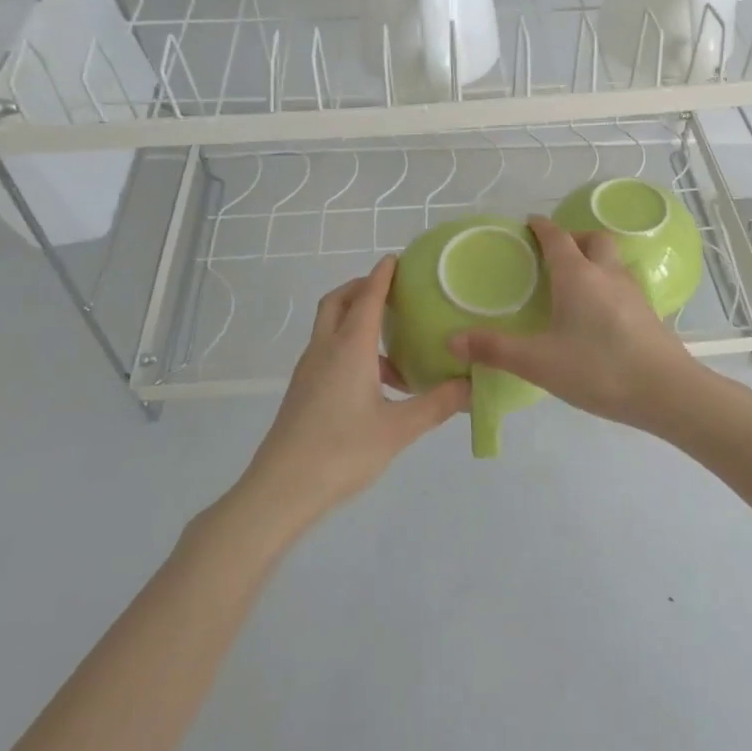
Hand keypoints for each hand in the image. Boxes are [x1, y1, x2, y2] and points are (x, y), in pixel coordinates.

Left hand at [237, 257, 467, 526]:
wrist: (280, 491)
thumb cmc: (341, 452)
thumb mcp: (398, 429)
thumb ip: (437, 404)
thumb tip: (472, 386)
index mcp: (349, 348)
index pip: (367, 297)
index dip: (382, 275)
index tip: (396, 259)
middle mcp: (325, 350)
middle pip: (337, 302)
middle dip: (361, 288)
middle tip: (390, 291)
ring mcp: (309, 371)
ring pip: (330, 328)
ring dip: (357, 322)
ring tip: (395, 346)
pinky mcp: (303, 392)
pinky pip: (329, 353)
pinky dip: (351, 349)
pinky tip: (377, 384)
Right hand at [450, 215, 702, 429]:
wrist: (666, 391)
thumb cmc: (598, 368)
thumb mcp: (538, 362)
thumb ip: (495, 350)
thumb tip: (452, 341)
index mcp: (577, 276)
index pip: (557, 237)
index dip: (541, 227)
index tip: (528, 224)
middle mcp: (606, 274)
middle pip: (593, 239)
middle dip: (573, 238)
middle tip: (554, 255)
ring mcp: (632, 291)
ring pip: (612, 260)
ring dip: (594, 259)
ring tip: (574, 283)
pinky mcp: (648, 312)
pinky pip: (623, 283)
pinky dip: (607, 284)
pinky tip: (598, 314)